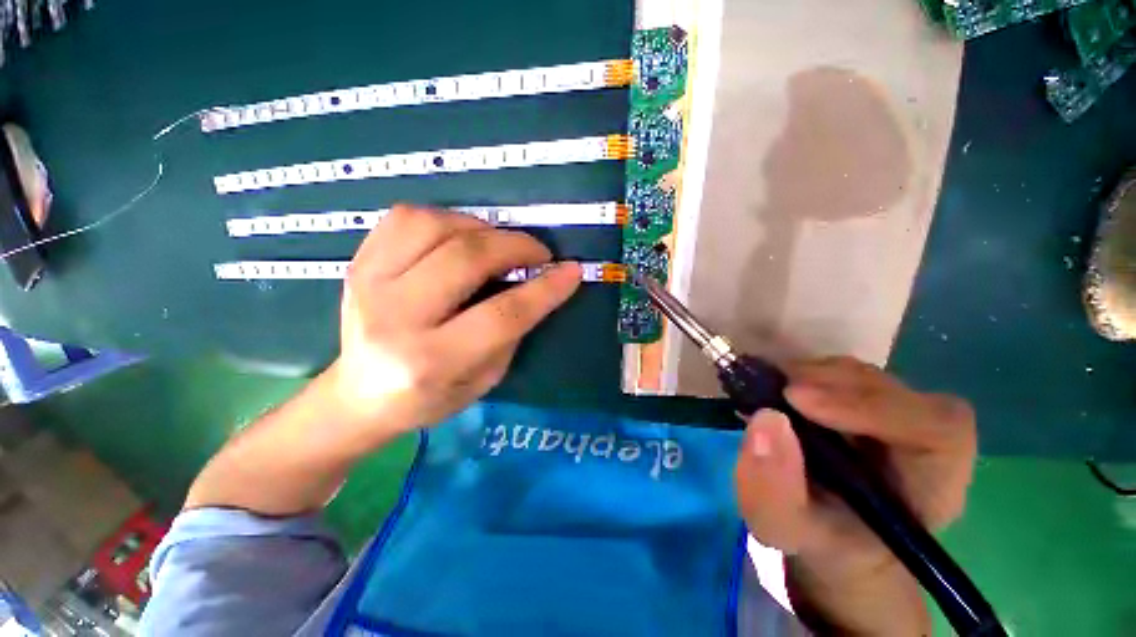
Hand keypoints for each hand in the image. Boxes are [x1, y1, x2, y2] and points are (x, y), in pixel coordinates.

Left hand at [326, 205, 581, 445]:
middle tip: (538, 252)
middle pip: (466, 259)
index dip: (545, 289)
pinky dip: (446, 218)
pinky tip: (461, 237)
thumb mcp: (485, 379)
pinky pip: (405, 217)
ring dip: (480, 227)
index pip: (502, 315)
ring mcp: (368, 284)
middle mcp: (395, 319)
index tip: (571, 270)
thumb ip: (511, 331)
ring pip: (433, 225)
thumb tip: (538, 285)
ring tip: (498, 244)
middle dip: (515, 247)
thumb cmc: (430, 397)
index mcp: (431, 362)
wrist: (359, 395)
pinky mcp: (358, 263)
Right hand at [734, 356, 976, 633]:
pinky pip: (837, 373)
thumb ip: (774, 489)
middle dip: (825, 384)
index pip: (936, 428)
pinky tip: (775, 390)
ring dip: (808, 376)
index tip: (796, 399)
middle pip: (889, 389)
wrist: (829, 533)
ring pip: (858, 375)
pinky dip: (801, 374)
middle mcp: (923, 435)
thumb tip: (765, 418)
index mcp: (934, 481)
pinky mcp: (864, 398)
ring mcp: (894, 410)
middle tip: (770, 390)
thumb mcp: (786, 529)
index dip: (868, 406)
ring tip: (768, 393)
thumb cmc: (819, 539)